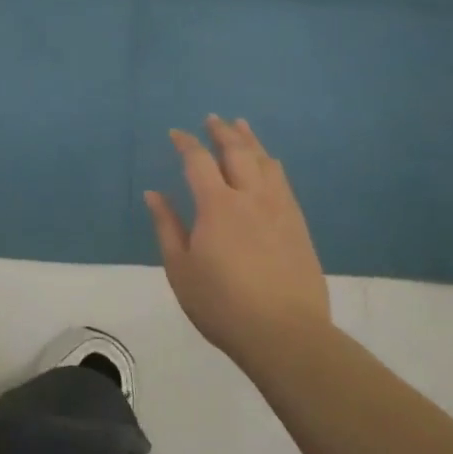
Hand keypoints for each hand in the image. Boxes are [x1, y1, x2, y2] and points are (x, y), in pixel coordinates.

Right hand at [145, 115, 330, 365]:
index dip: (186, 143)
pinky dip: (271, 164)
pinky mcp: (298, 225)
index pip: (198, 161)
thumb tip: (154, 194)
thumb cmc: (222, 304)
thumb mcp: (181, 269)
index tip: (176, 133)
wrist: (286, 335)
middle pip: (237, 152)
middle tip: (212, 118)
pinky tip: (269, 163)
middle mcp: (250, 197)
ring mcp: (279, 209)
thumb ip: (167, 227)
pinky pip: (284, 182)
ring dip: (250, 140)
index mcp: (217, 205)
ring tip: (241, 126)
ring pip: (265, 162)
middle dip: (222, 132)